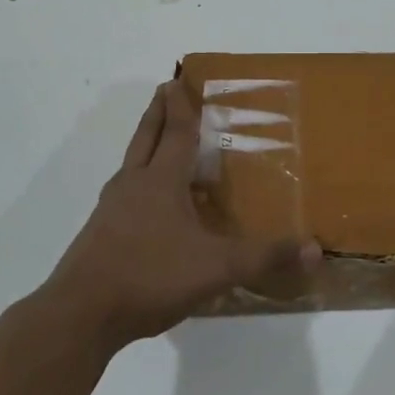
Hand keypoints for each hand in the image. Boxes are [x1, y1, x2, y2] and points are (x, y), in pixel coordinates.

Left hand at [43, 79, 321, 348]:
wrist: (80, 314)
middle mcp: (133, 185)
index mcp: (160, 181)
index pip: (176, 133)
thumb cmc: (150, 275)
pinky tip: (146, 204)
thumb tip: (314, 249)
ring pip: (131, 163)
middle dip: (158, 112)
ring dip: (145, 144)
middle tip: (164, 89)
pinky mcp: (98, 235)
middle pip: (146, 137)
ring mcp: (110, 209)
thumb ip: (263, 257)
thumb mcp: (216, 268)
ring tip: (157, 141)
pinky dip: (137, 181)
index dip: (181, 106)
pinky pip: (123, 194)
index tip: (178, 79)